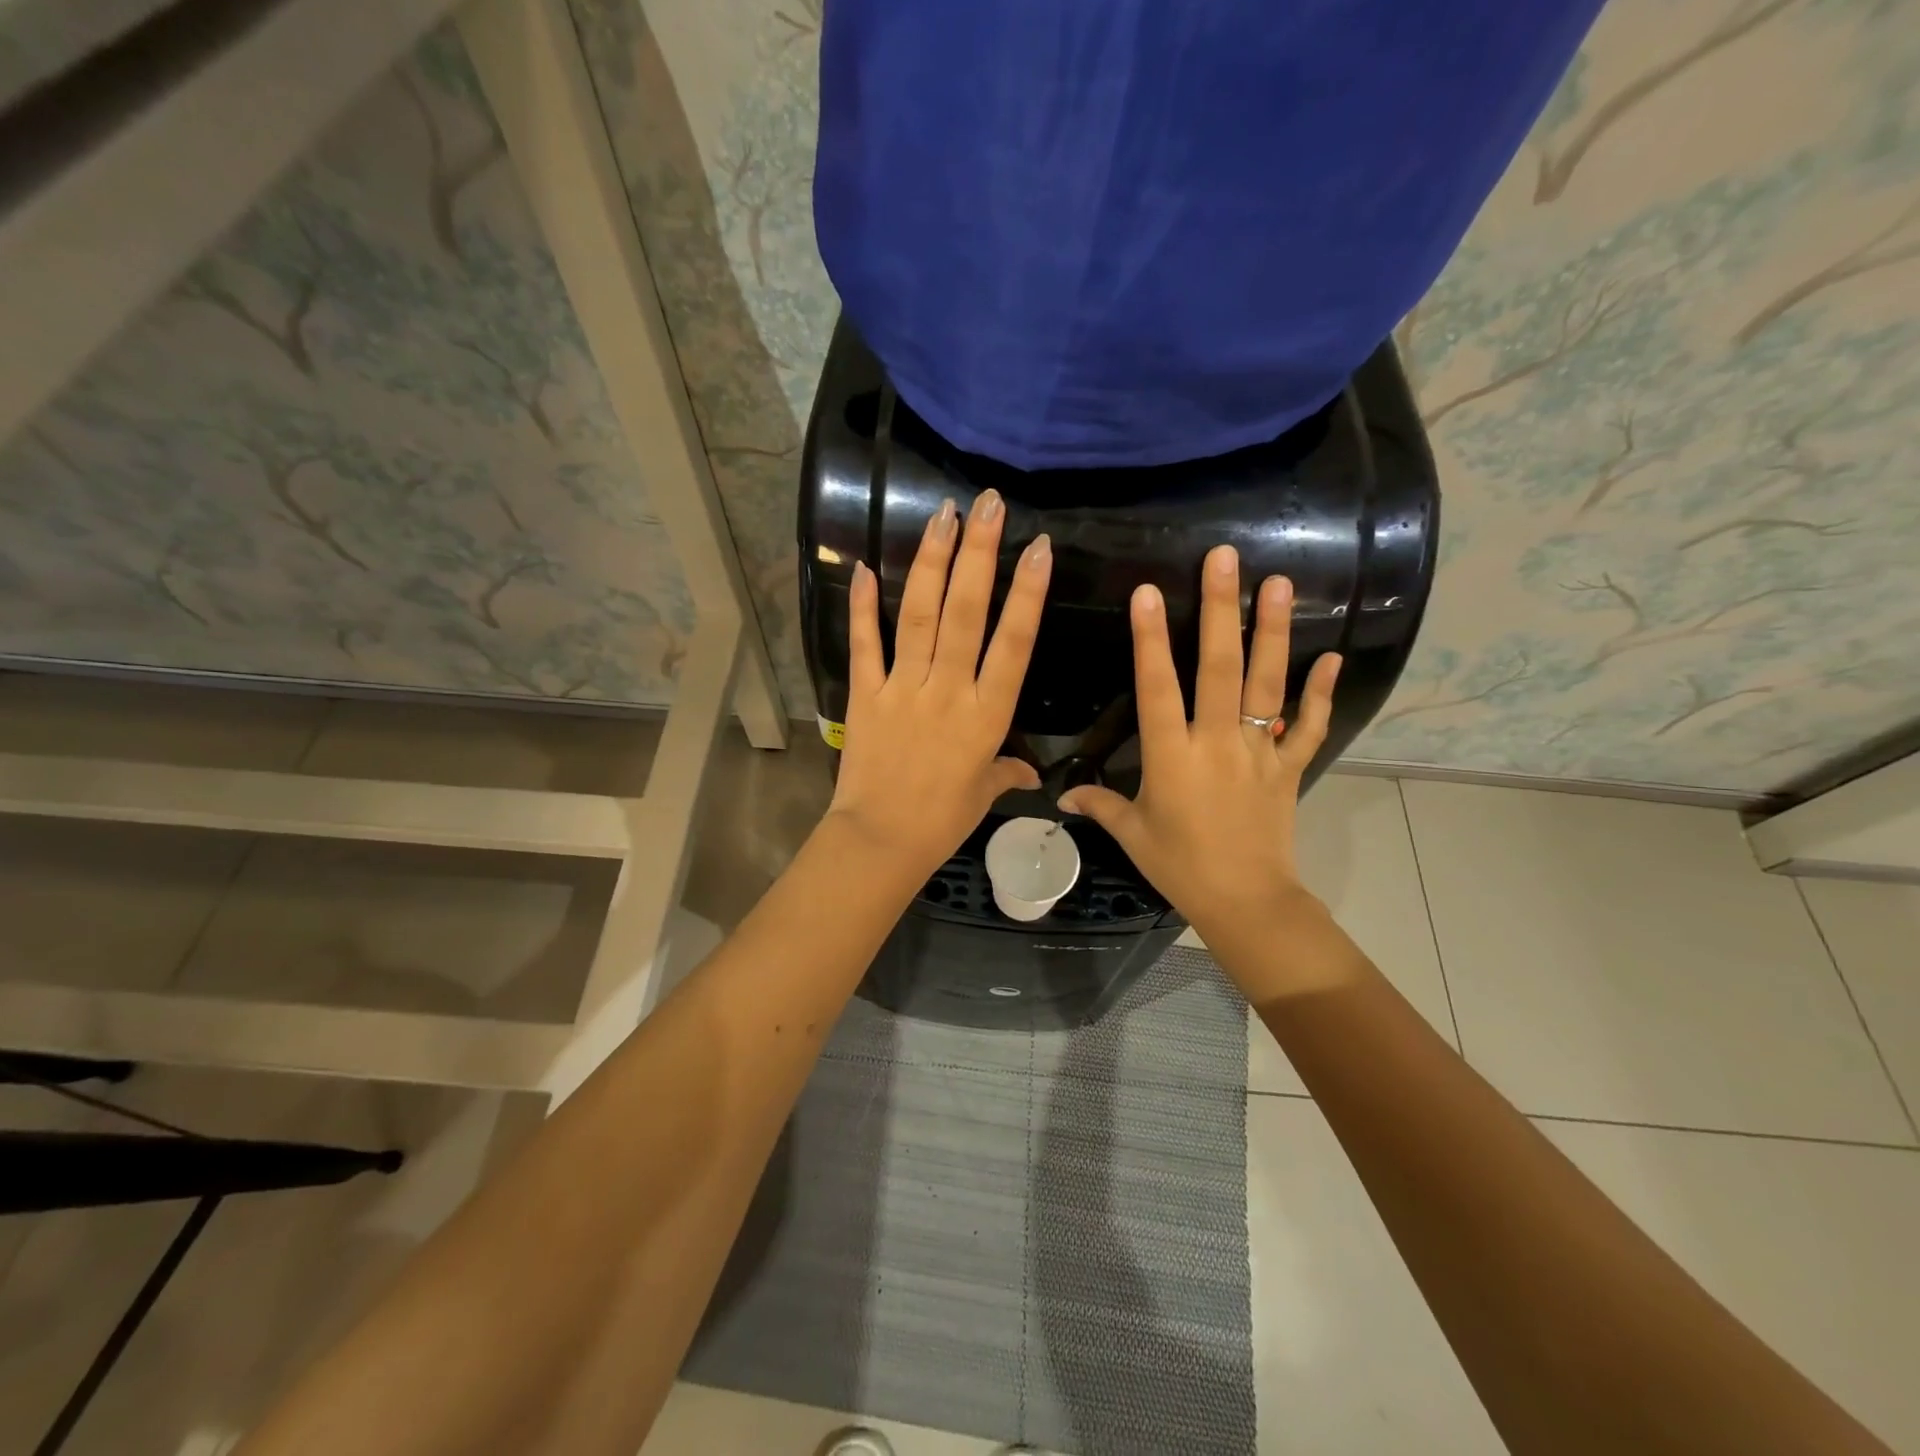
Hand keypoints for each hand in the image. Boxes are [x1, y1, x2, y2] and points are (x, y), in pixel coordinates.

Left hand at [824, 488, 1051, 878]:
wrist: (881, 841)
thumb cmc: (942, 820)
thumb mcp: (983, 793)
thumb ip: (1007, 772)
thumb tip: (1032, 774)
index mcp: (987, 715)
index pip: (1014, 644)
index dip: (1028, 594)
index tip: (1039, 549)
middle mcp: (948, 691)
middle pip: (967, 613)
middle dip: (979, 554)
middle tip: (988, 504)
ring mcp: (903, 688)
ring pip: (921, 616)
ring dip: (932, 563)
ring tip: (943, 515)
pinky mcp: (865, 695)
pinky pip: (865, 644)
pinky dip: (864, 607)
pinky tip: (867, 566)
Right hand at [1060, 544, 1340, 964]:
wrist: (1246, 900)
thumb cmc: (1180, 866)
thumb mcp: (1133, 834)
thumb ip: (1099, 805)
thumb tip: (1061, 796)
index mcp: (1172, 756)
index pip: (1157, 688)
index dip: (1150, 639)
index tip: (1149, 592)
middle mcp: (1216, 742)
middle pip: (1218, 668)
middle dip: (1219, 610)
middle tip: (1225, 559)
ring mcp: (1258, 750)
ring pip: (1266, 683)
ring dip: (1271, 632)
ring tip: (1278, 583)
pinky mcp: (1288, 766)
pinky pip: (1307, 725)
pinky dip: (1320, 693)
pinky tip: (1331, 656)